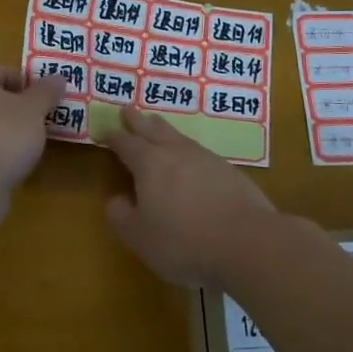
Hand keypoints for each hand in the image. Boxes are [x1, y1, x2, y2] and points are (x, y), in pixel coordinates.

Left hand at [0, 65, 66, 199]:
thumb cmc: (4, 135)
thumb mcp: (34, 110)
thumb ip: (46, 92)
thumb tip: (58, 77)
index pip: (1, 71)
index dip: (25, 80)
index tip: (44, 96)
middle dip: (18, 106)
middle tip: (41, 118)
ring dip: (9, 130)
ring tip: (32, 143)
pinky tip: (14, 163)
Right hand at [105, 106, 284, 286]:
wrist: (248, 242)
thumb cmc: (184, 241)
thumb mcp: (140, 237)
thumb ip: (121, 216)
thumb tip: (116, 199)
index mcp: (149, 163)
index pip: (126, 144)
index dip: (113, 136)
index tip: (104, 129)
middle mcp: (176, 153)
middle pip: (152, 130)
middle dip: (137, 120)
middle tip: (127, 109)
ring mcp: (205, 159)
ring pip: (178, 136)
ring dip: (163, 129)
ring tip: (156, 124)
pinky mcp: (229, 171)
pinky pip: (199, 151)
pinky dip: (187, 148)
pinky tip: (191, 157)